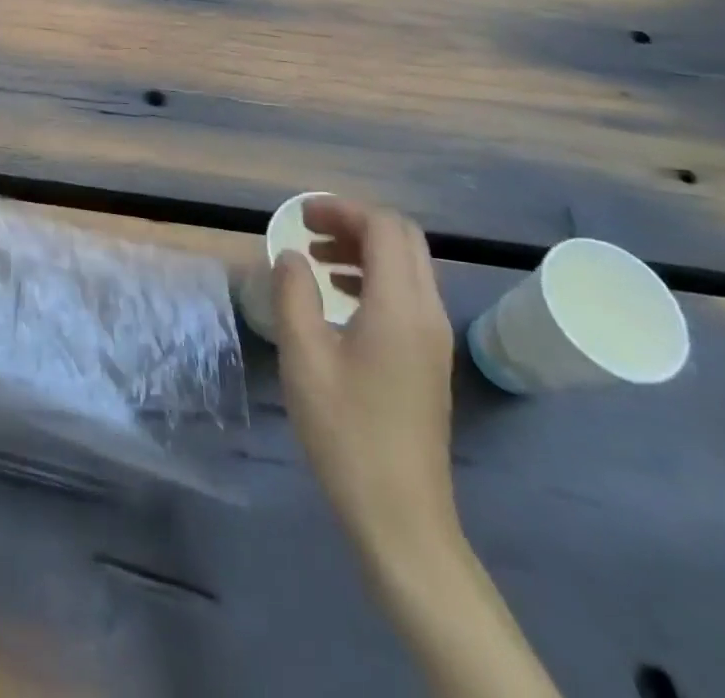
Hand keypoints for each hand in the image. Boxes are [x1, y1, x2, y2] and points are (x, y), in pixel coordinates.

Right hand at [274, 197, 458, 564]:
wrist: (400, 515)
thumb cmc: (345, 431)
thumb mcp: (303, 356)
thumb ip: (293, 294)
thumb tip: (290, 256)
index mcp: (400, 306)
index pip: (384, 228)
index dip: (341, 210)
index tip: (300, 217)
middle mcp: (428, 313)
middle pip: (403, 239)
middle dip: (355, 224)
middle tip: (308, 232)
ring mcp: (434, 338)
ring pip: (407, 266)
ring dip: (364, 250)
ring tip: (315, 261)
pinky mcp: (430, 359)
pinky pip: (407, 295)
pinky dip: (374, 278)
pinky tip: (339, 299)